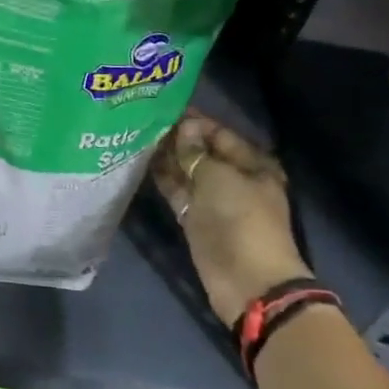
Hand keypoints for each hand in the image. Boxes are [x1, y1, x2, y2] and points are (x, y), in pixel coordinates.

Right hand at [152, 112, 308, 325]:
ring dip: (166, 158)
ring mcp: (213, 201)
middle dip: (177, 139)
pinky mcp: (195, 219)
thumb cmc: (241, 220)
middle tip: (143, 120)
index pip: (219, 134)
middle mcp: (233, 179)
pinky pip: (178, 192)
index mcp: (252, 164)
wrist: (247, 281)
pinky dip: (163, 179)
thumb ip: (196, 151)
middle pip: (202, 152)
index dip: (193, 121)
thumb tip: (183, 128)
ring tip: (136, 136)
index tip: (163, 107)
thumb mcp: (218, 177)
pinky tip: (140, 163)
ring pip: (187, 172)